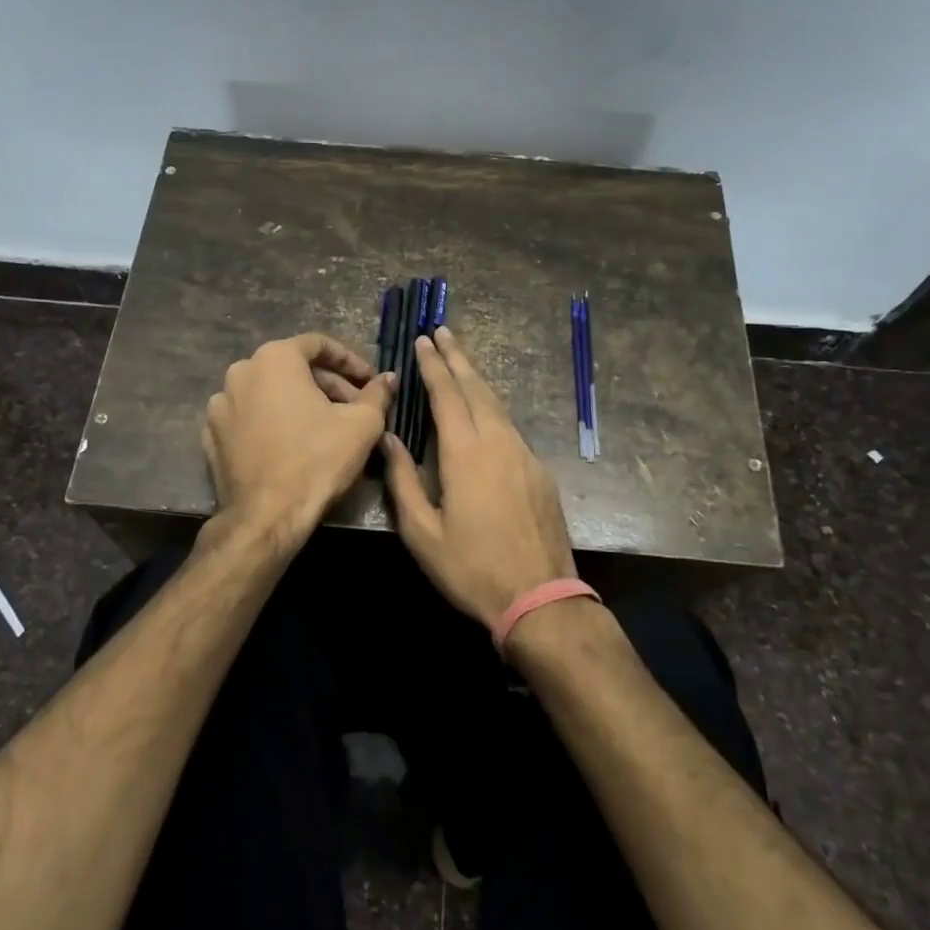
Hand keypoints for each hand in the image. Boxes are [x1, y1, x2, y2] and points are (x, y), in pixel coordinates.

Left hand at [202, 333, 392, 545]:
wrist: (265, 517)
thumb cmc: (317, 460)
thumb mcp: (362, 424)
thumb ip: (377, 393)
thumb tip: (388, 378)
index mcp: (274, 358)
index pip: (318, 344)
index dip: (350, 360)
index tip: (370, 381)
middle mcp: (240, 372)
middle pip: (292, 368)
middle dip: (328, 385)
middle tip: (355, 408)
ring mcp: (220, 405)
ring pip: (269, 393)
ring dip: (300, 403)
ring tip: (326, 427)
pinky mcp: (211, 436)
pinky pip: (249, 418)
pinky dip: (273, 423)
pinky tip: (293, 445)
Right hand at [380, 326, 575, 628]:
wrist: (540, 597)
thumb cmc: (471, 568)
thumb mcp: (422, 532)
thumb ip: (403, 480)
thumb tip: (389, 438)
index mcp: (466, 453)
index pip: (447, 395)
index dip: (433, 366)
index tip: (423, 340)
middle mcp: (499, 443)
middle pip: (477, 388)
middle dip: (458, 358)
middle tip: (443, 332)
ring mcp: (524, 455)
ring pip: (498, 404)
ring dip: (478, 378)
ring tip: (461, 360)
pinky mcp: (539, 471)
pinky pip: (511, 426)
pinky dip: (493, 406)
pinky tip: (486, 409)